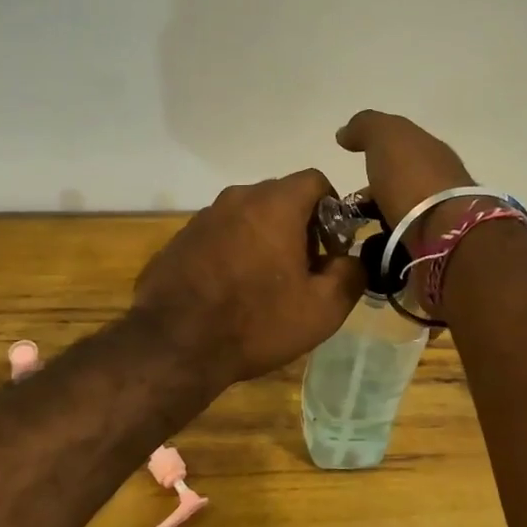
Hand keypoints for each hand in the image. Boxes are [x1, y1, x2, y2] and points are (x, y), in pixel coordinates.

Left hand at [133, 170, 366, 387]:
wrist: (174, 345)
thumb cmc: (257, 322)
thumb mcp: (323, 308)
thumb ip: (351, 274)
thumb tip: (352, 261)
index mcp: (275, 204)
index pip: (315, 180)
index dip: (332, 210)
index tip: (331, 249)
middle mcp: (237, 198)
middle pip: (280, 198)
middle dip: (299, 227)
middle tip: (302, 271)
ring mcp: (203, 217)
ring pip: (248, 217)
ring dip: (264, 239)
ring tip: (264, 285)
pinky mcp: (180, 240)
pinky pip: (219, 235)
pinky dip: (233, 252)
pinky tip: (230, 291)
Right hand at [336, 110, 478, 245]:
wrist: (443, 234)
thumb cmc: (412, 178)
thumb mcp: (385, 137)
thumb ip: (365, 127)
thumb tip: (345, 133)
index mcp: (432, 152)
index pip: (401, 149)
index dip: (376, 155)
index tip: (352, 170)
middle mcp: (440, 182)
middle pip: (401, 184)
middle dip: (375, 193)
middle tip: (347, 208)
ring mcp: (441, 218)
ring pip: (401, 216)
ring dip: (379, 221)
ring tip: (353, 233)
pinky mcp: (436, 250)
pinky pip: (403, 243)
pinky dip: (386, 245)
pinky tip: (370, 251)